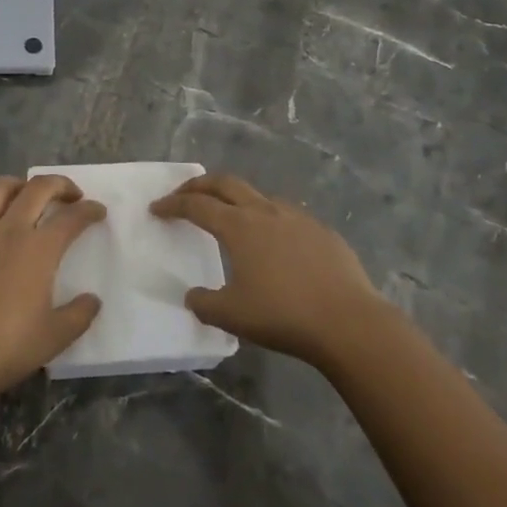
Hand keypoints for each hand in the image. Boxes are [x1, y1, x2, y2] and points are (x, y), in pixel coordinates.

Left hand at [0, 175, 106, 400]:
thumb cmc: (5, 349)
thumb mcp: (54, 338)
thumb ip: (79, 315)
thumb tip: (93, 299)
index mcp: (39, 250)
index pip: (71, 218)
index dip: (89, 210)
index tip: (98, 211)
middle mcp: (8, 229)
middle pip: (36, 189)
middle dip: (58, 184)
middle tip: (68, 194)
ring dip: (14, 183)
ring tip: (22, 191)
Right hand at [151, 174, 381, 370]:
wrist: (350, 322)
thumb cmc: (284, 315)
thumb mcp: (233, 316)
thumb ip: (205, 304)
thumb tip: (192, 296)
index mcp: (238, 226)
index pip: (196, 206)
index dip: (172, 205)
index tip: (156, 208)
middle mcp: (264, 211)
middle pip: (224, 183)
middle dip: (199, 185)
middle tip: (183, 194)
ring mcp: (296, 217)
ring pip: (257, 195)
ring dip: (236, 198)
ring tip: (229, 215)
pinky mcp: (322, 231)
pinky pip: (286, 215)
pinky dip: (268, 218)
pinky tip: (275, 241)